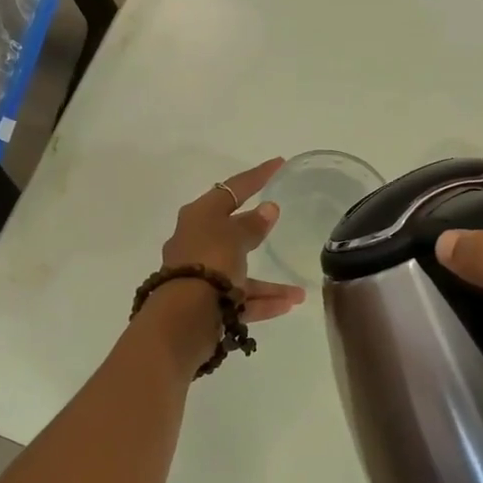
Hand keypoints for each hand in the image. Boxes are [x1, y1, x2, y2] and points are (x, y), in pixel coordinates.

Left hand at [159, 157, 304, 322]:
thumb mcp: (234, 237)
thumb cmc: (209, 264)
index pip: (231, 189)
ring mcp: (200, 275)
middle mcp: (197, 243)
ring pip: (240, 272)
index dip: (256, 176)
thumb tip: (267, 209)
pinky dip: (263, 301)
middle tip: (279, 220)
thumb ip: (252, 224)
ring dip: (269, 282)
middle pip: (230, 231)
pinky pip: (240, 299)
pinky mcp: (207, 304)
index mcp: (199, 217)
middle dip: (256, 230)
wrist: (183, 318)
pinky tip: (289, 304)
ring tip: (299, 292)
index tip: (279, 163)